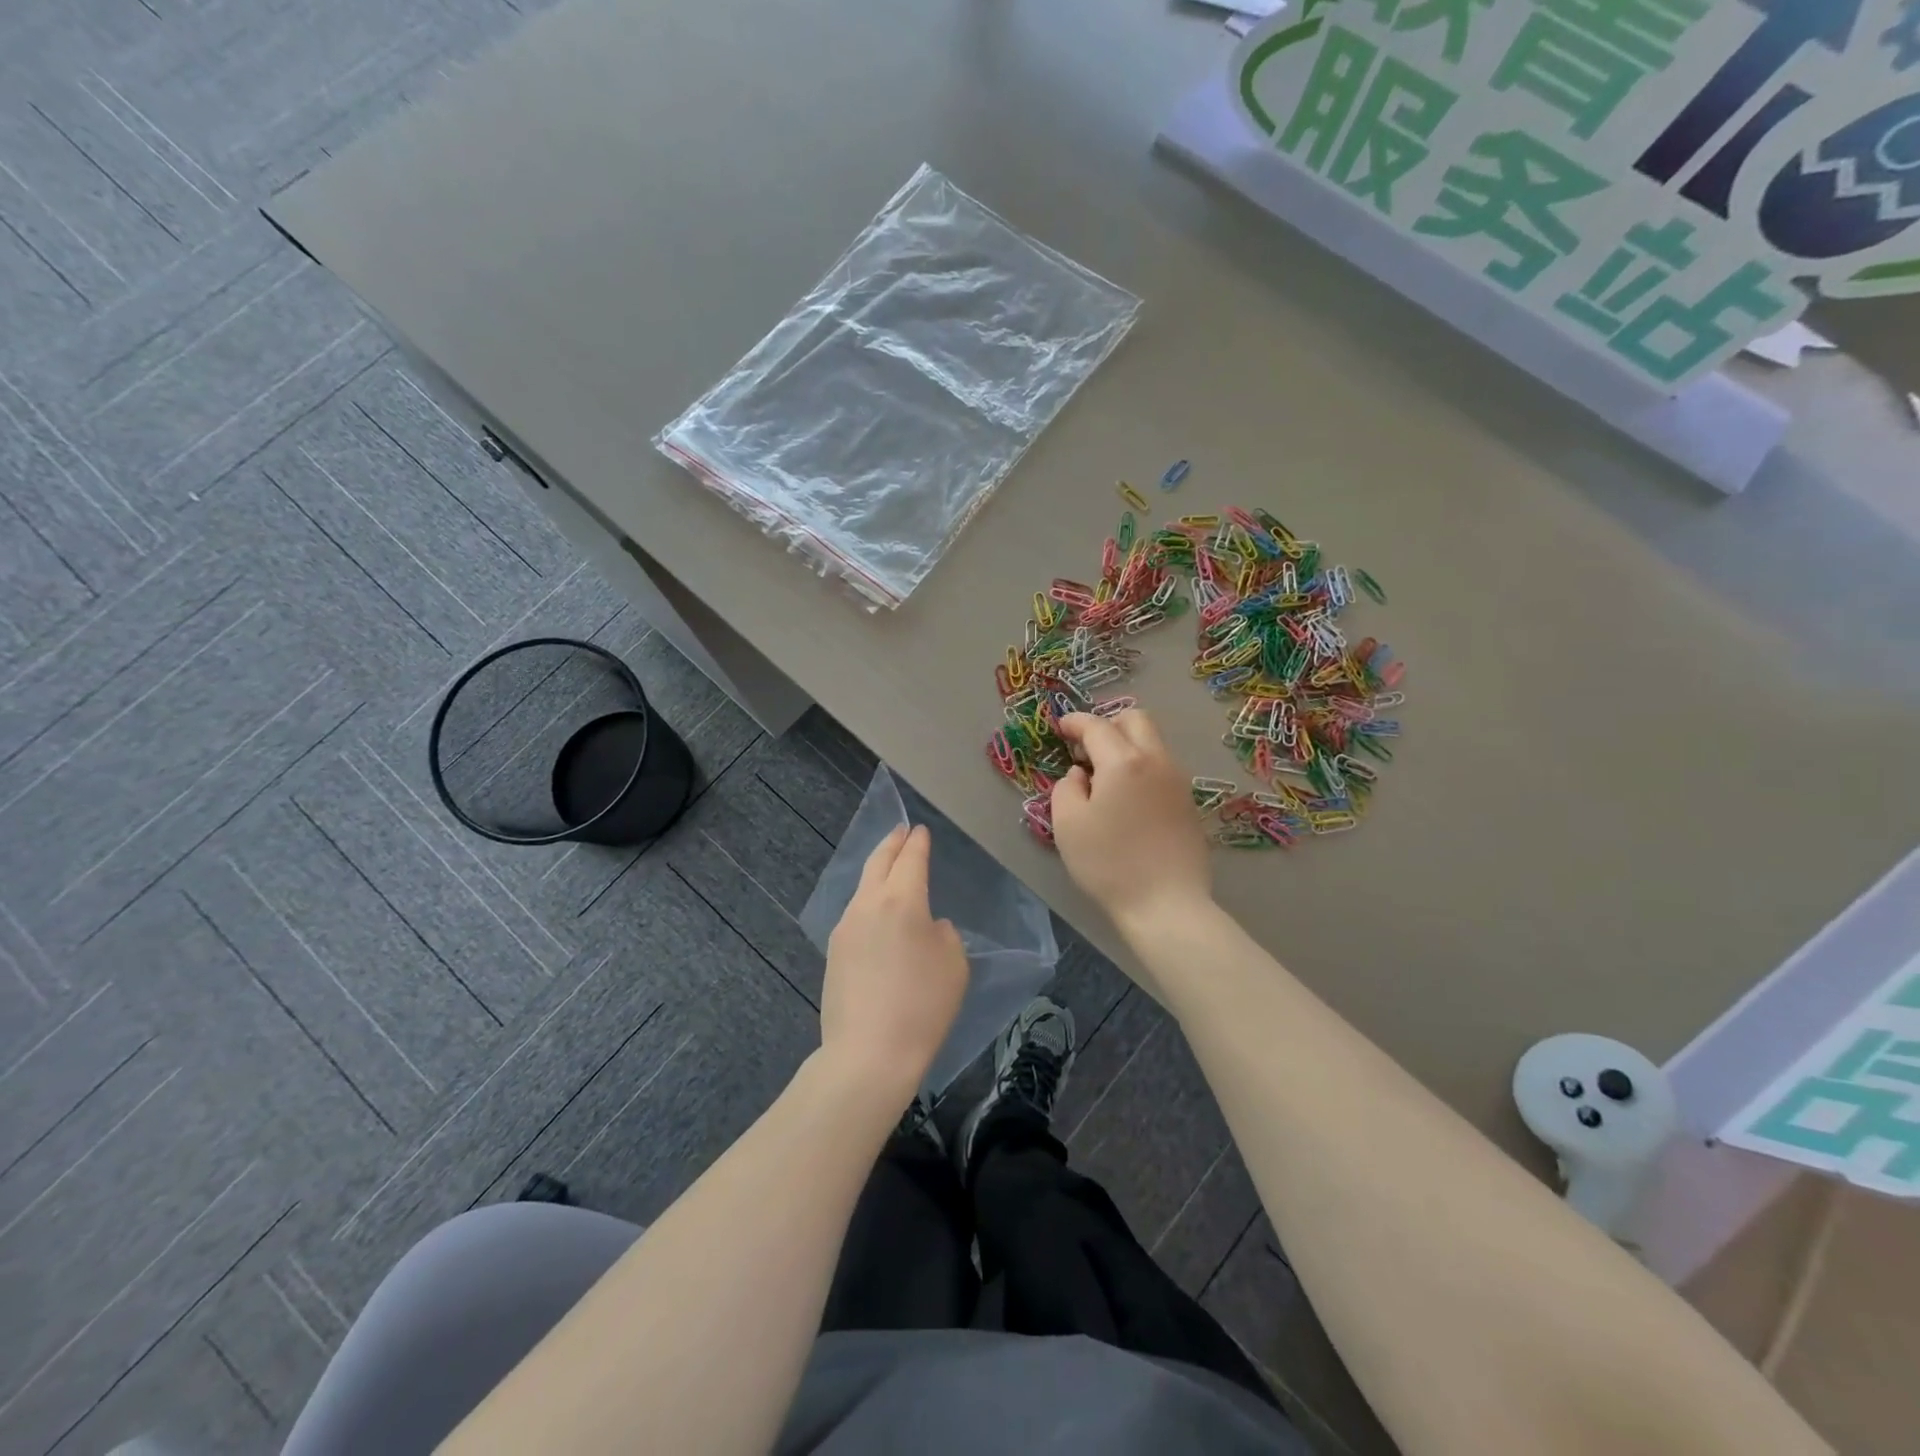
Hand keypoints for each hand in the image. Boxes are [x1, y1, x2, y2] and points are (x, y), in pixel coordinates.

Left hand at [821, 825, 968, 1105]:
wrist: (868, 1054)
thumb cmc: (922, 1006)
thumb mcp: (954, 965)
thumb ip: (943, 934)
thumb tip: (927, 927)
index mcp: (901, 900)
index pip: (910, 859)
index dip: (917, 843)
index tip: (920, 831)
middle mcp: (867, 905)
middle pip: (878, 863)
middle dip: (891, 844)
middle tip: (901, 832)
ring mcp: (845, 928)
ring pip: (863, 888)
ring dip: (877, 873)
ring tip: (889, 870)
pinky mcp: (833, 953)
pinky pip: (855, 915)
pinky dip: (869, 903)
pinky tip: (877, 916)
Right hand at [1051, 710, 1211, 930]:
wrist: (1166, 904)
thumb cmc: (1109, 863)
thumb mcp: (1068, 824)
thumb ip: (1067, 788)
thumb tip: (1080, 775)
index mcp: (1124, 762)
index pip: (1097, 726)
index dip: (1075, 722)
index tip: (1061, 727)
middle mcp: (1156, 761)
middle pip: (1136, 720)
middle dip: (1108, 723)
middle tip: (1086, 747)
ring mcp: (1178, 781)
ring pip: (1153, 743)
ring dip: (1127, 745)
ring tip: (1104, 774)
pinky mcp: (1188, 803)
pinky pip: (1162, 767)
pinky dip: (1141, 767)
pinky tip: (1127, 797)